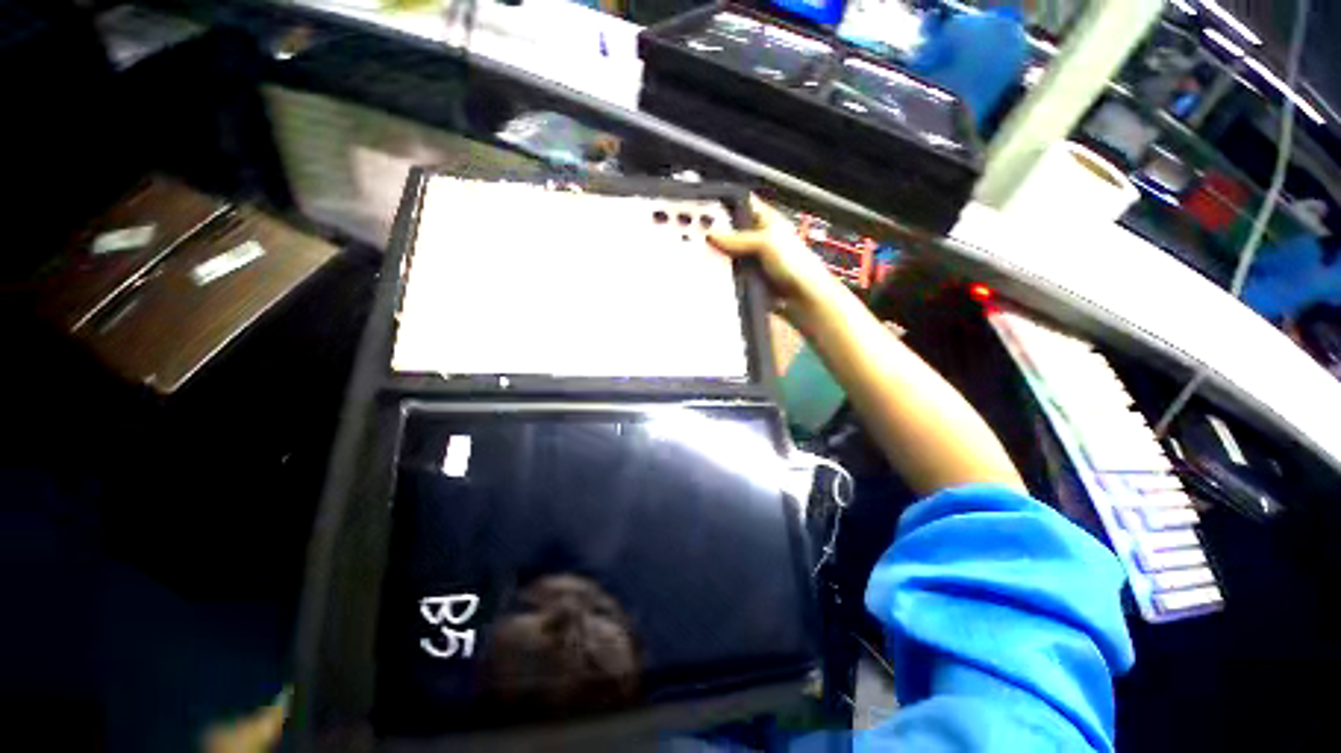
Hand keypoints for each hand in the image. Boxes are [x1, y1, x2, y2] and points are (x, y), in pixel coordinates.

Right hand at [708, 196, 837, 314]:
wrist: (803, 300)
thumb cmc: (797, 265)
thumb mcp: (766, 242)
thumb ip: (738, 237)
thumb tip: (712, 235)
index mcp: (768, 220)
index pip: (743, 203)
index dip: (725, 204)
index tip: (704, 208)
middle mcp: (761, 238)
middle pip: (732, 231)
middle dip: (717, 235)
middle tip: (699, 237)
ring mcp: (755, 260)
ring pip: (731, 254)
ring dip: (721, 258)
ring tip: (705, 258)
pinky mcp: (751, 279)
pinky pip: (733, 274)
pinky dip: (725, 275)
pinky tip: (717, 275)